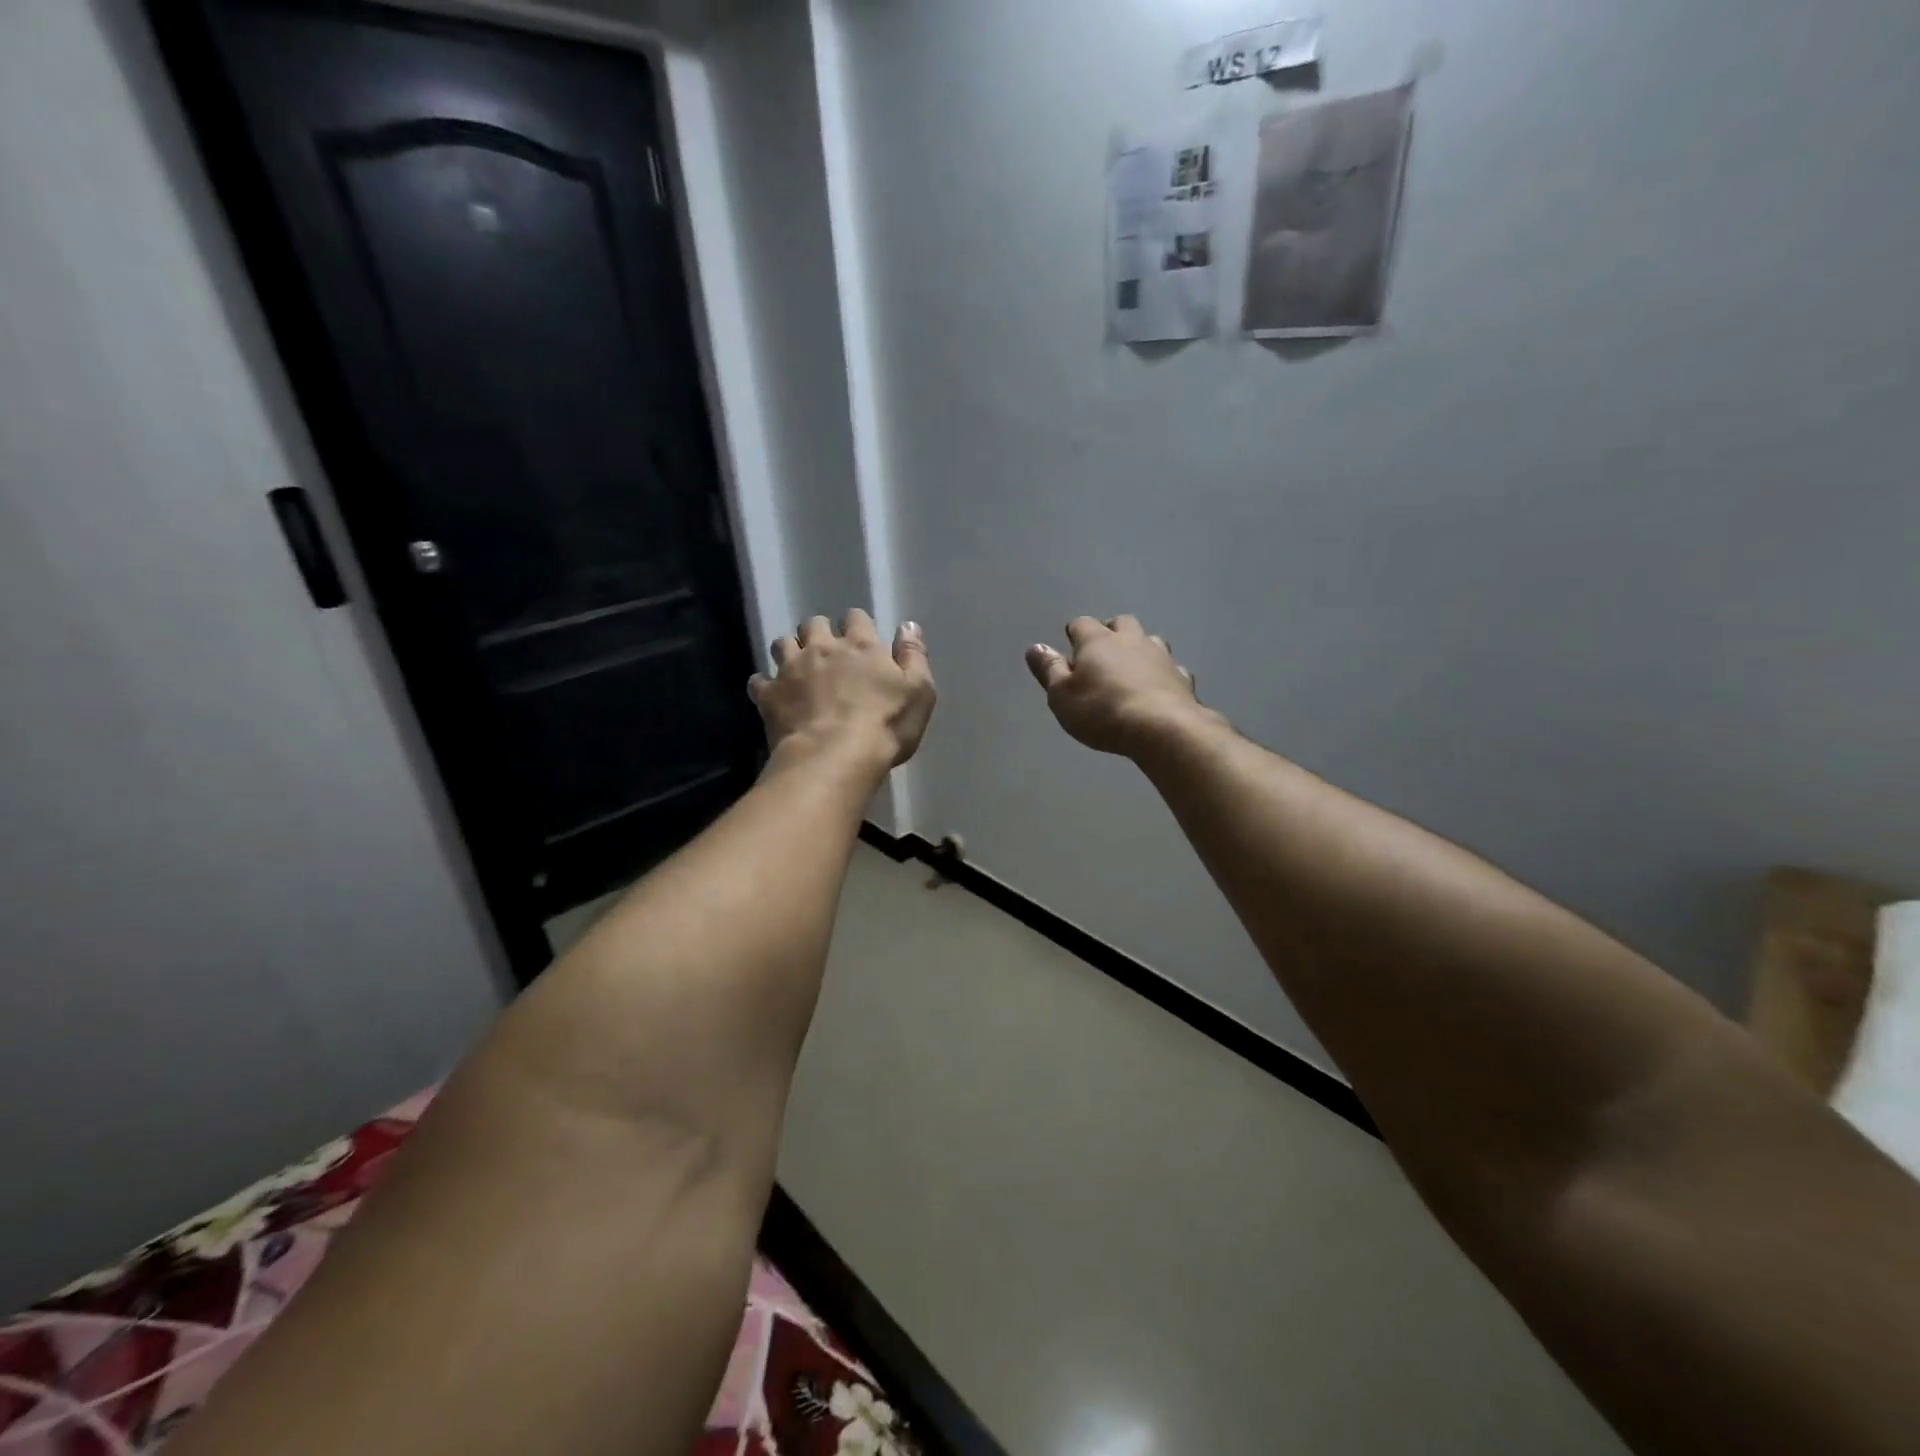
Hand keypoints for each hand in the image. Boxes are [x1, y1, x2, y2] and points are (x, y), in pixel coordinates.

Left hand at [752, 611, 935, 771]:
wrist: (835, 757)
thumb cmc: (885, 726)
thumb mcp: (919, 692)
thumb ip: (914, 655)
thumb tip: (908, 625)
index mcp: (861, 646)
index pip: (856, 618)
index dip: (857, 625)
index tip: (860, 639)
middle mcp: (823, 648)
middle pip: (814, 624)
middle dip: (819, 633)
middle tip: (826, 652)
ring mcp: (791, 670)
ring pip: (783, 644)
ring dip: (790, 650)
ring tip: (797, 667)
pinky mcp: (769, 695)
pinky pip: (759, 681)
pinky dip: (765, 684)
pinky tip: (773, 695)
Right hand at [1026, 616, 1202, 756]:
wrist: (1162, 728)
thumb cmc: (1101, 711)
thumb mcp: (1062, 696)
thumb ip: (1049, 670)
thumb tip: (1035, 648)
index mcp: (1097, 641)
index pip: (1082, 624)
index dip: (1075, 633)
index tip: (1072, 645)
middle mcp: (1131, 640)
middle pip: (1121, 623)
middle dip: (1111, 632)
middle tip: (1103, 652)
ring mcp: (1161, 656)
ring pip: (1150, 641)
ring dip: (1139, 649)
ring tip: (1131, 668)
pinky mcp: (1182, 677)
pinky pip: (1170, 668)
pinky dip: (1161, 674)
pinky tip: (1158, 688)